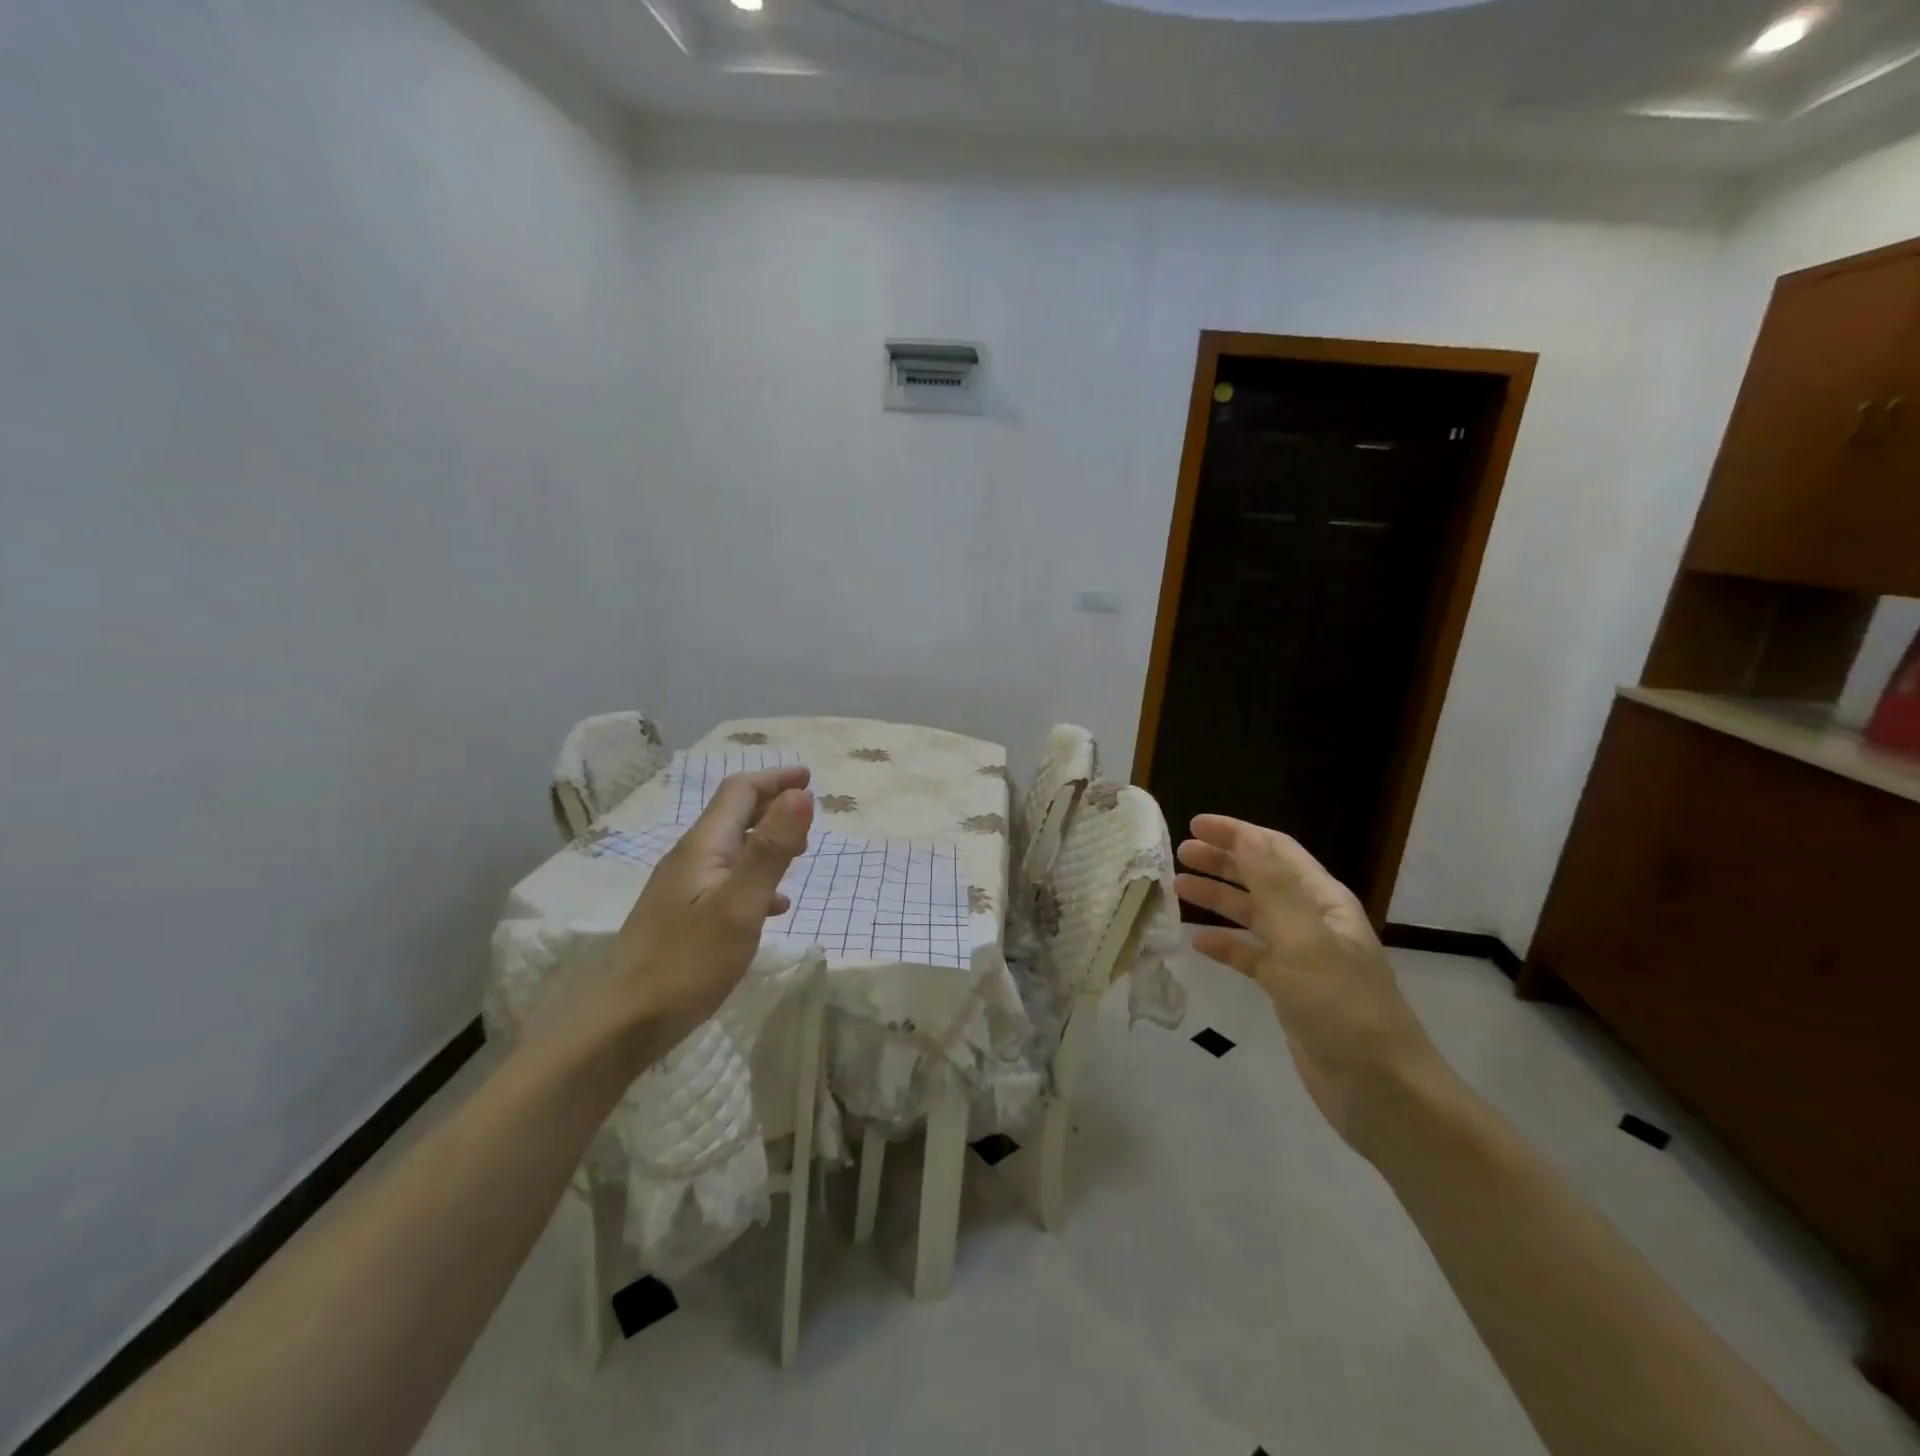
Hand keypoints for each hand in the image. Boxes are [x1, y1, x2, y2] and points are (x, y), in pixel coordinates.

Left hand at [546, 768, 814, 1077]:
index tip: (810, 778)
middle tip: (808, 813)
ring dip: (766, 841)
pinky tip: (772, 907)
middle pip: (733, 815)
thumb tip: (801, 794)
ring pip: (731, 849)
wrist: (622, 1023)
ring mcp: (681, 888)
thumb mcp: (740, 904)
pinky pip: (726, 881)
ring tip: (799, 854)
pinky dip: (755, 878)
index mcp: (703, 846)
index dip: (775, 779)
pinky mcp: (681, 917)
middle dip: (772, 805)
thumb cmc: (686, 962)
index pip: (739, 791)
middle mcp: (689, 858)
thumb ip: (771, 848)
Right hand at [1174, 815, 1448, 1159]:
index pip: (1275, 850)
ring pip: (1252, 915)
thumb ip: (1272, 886)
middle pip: (1261, 878)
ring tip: (1177, 888)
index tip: (1194, 824)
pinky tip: (1198, 943)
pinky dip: (1225, 945)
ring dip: (1218, 899)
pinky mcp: (1289, 991)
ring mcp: (1301, 958)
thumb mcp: (1305, 940)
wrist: (1380, 1091)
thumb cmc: (1343, 1007)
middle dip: (1222, 861)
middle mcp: (1312, 922)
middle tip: (1179, 853)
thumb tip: (1244, 835)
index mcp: (1323, 901)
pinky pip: (1250, 956)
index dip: (1237, 833)